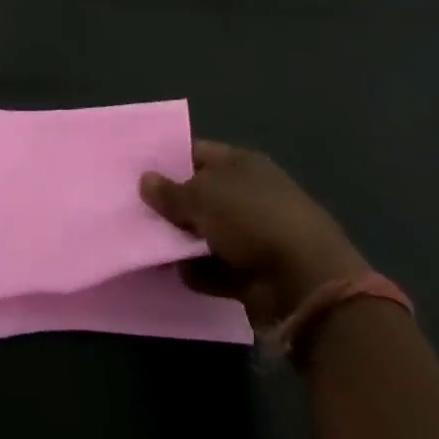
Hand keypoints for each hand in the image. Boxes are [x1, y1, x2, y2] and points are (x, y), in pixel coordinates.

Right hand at [140, 142, 367, 324]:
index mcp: (241, 164)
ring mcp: (252, 235)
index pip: (196, 154)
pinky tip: (173, 273)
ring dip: (180, 242)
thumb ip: (170, 191)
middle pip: (199, 195)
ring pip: (204, 233)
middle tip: (132, 210)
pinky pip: (214, 267)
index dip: (167, 161)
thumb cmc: (252, 220)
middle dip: (169, 205)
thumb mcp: (202, 196)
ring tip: (145, 244)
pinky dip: (197, 272)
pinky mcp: (252, 272)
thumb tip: (145, 180)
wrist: (306, 284)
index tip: (135, 172)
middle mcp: (247, 195)